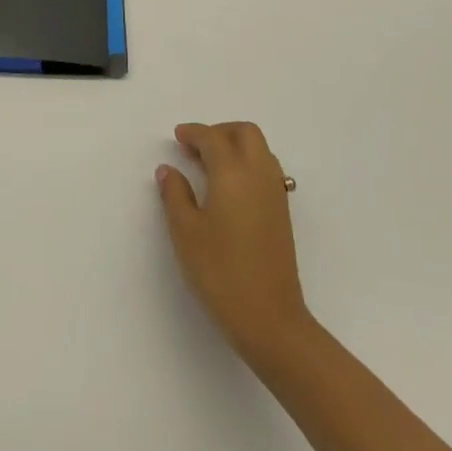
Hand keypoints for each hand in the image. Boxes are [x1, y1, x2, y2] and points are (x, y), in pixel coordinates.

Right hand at [158, 121, 310, 361]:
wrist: (270, 319)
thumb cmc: (221, 272)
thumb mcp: (186, 232)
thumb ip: (175, 195)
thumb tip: (168, 170)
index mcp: (233, 173)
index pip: (213, 138)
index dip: (193, 133)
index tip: (177, 137)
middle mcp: (259, 174)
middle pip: (245, 133)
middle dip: (219, 131)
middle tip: (195, 148)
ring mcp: (275, 193)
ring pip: (259, 150)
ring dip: (235, 146)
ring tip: (209, 167)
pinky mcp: (282, 213)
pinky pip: (266, 169)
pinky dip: (247, 164)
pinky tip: (228, 189)